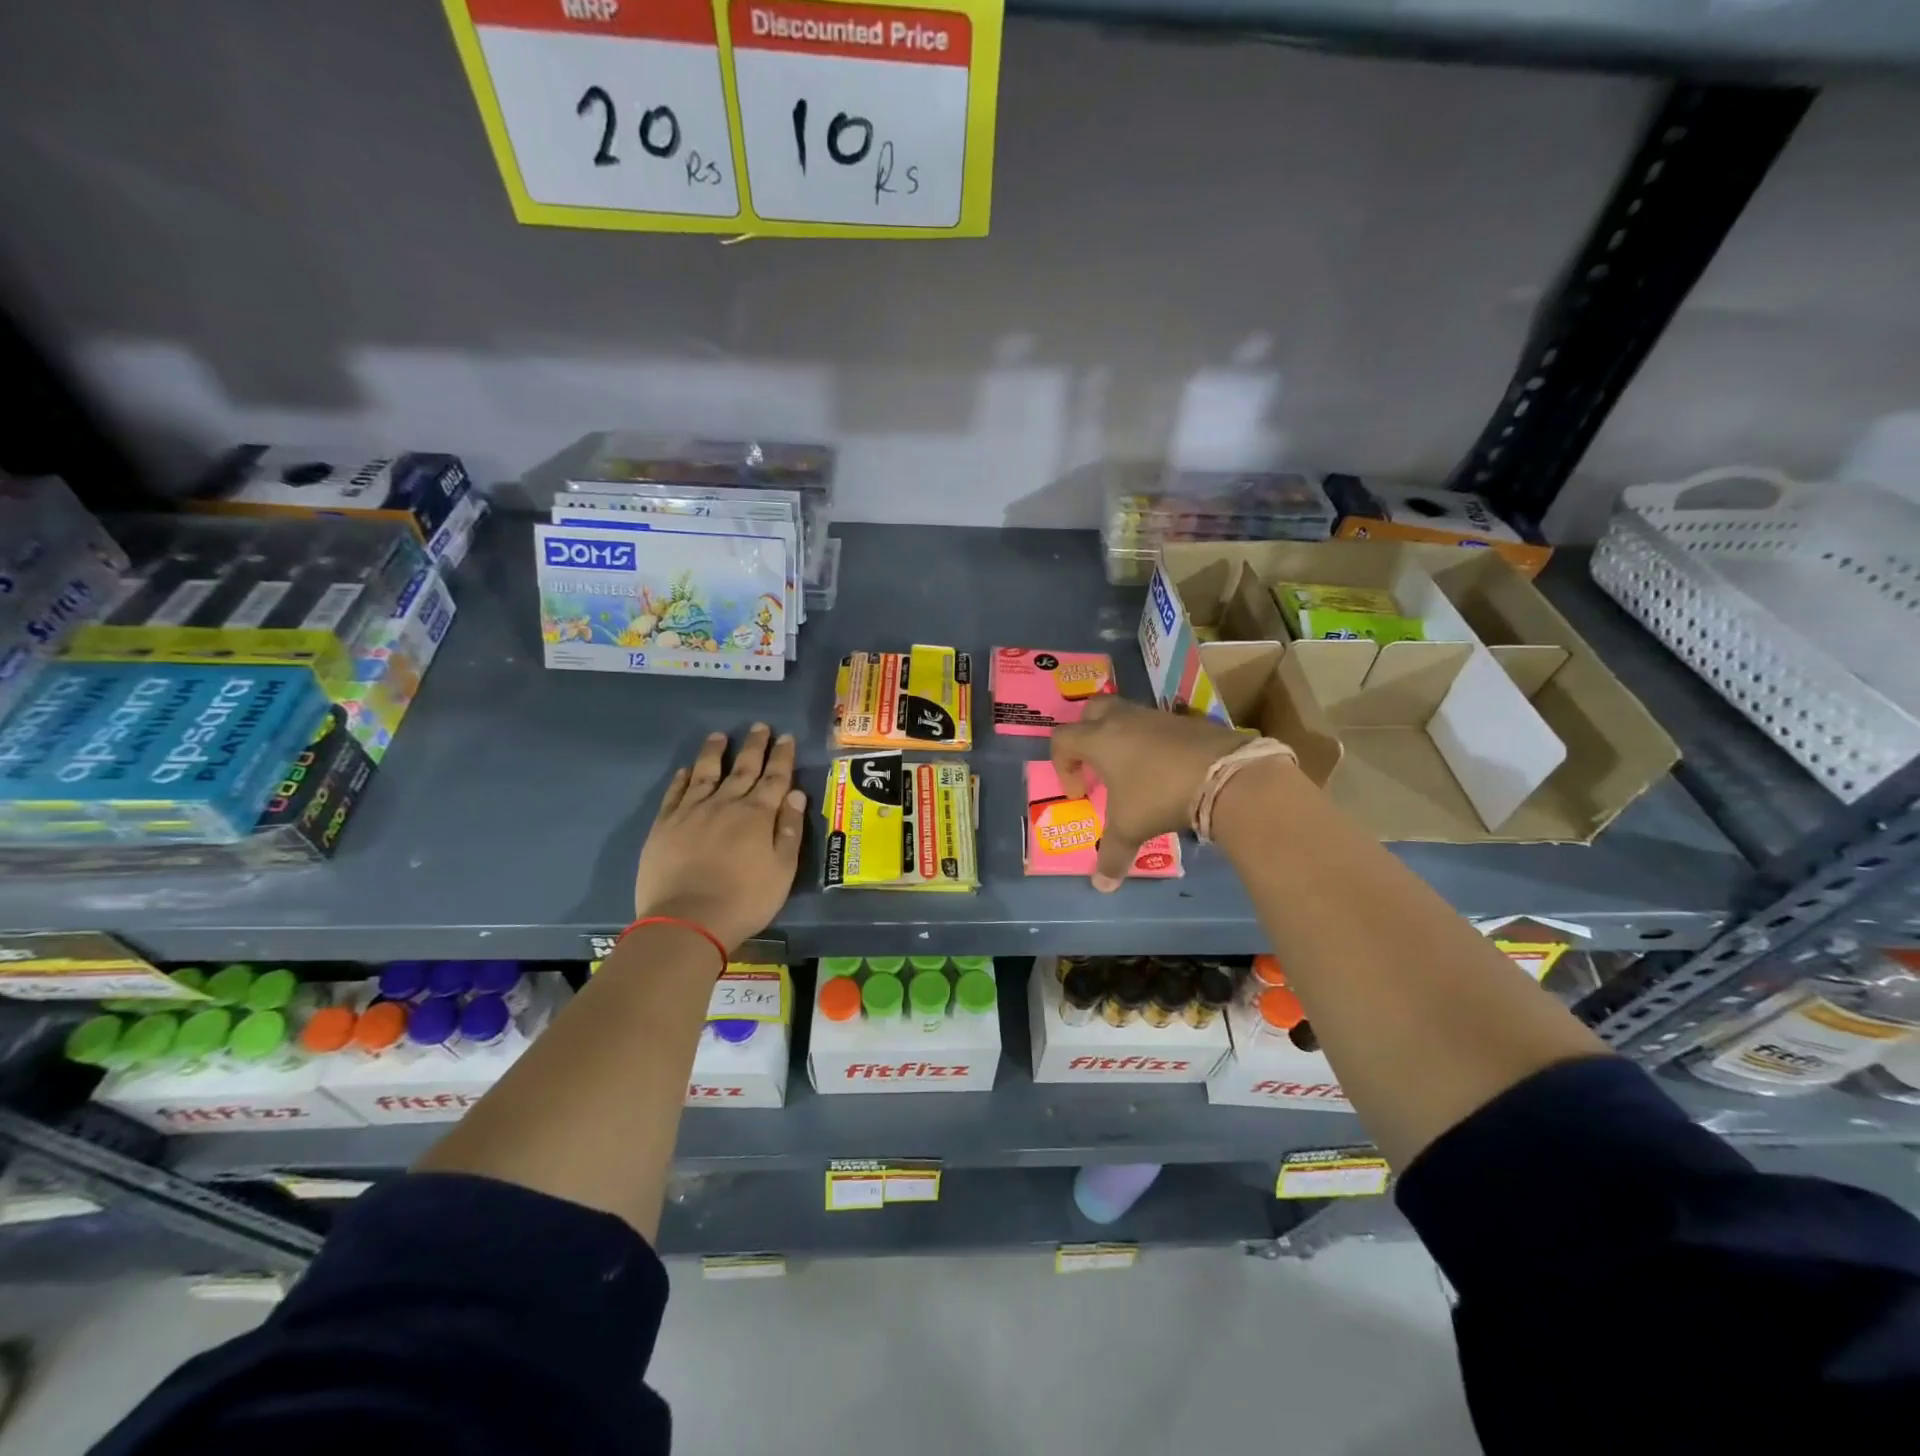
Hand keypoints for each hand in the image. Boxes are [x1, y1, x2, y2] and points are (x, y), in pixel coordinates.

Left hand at [633, 724, 806, 952]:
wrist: (688, 921)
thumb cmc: (745, 899)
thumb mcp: (783, 870)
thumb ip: (790, 829)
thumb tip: (796, 794)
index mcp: (758, 815)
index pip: (775, 778)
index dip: (782, 757)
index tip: (786, 737)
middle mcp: (726, 804)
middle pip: (743, 768)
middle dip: (754, 746)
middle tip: (760, 726)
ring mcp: (692, 812)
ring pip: (706, 773)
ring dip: (715, 752)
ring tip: (720, 735)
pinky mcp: (664, 825)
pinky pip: (675, 794)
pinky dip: (682, 779)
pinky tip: (686, 770)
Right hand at [1052, 698, 1244, 890]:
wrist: (1225, 776)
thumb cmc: (1160, 797)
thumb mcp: (1130, 829)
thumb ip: (1112, 855)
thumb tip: (1102, 885)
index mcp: (1100, 739)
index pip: (1062, 739)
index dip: (1062, 765)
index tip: (1080, 793)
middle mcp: (1124, 720)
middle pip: (1092, 712)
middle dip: (1087, 735)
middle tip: (1096, 764)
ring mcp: (1157, 716)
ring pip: (1128, 714)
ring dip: (1122, 736)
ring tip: (1133, 770)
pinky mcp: (1187, 720)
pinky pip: (1160, 725)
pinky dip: (1155, 742)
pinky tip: (1167, 769)